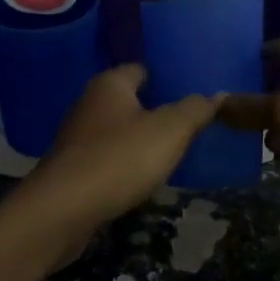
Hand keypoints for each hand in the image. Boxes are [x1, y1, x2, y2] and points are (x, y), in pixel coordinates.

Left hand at [21, 65, 216, 232]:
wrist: (62, 211)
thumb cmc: (119, 158)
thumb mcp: (170, 131)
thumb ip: (195, 110)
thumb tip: (217, 94)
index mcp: (111, 83)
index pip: (143, 69)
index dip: (167, 77)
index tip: (193, 89)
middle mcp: (89, 103)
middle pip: (130, 100)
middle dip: (156, 110)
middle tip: (190, 120)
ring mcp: (77, 138)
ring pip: (118, 131)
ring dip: (139, 140)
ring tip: (172, 150)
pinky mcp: (72, 170)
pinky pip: (106, 158)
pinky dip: (123, 164)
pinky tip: (142, 177)